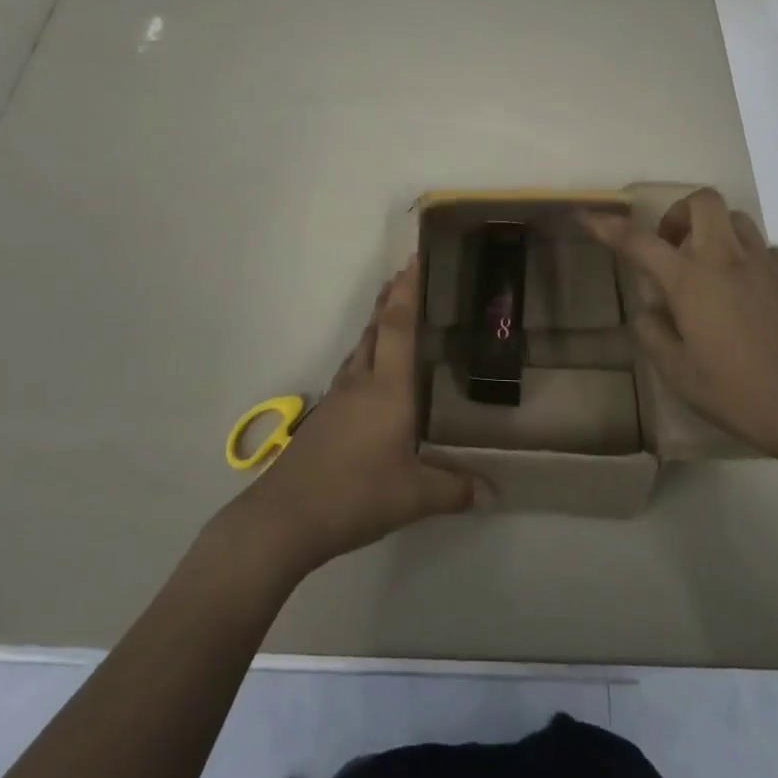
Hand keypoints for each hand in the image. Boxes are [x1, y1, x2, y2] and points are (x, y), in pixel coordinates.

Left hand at [225, 260, 472, 577]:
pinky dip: (367, 355)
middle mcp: (361, 382)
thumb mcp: (413, 497)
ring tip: (394, 314)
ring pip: (361, 347)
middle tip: (408, 275)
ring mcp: (338, 397)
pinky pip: (352, 370)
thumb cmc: (354, 495)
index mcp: (387, 388)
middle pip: (376, 328)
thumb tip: (494, 491)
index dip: (407, 291)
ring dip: (377, 325)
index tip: (413, 260)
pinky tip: (373, 374)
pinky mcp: (324, 416)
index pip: (397, 326)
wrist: (283, 517)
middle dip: (391, 298)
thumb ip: (454, 489)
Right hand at [582, 189, 777, 471]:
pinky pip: (760, 247)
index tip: (587, 217)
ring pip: (735, 218)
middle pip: (702, 201)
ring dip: (712, 229)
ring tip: (704, 267)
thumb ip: (653, 334)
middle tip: (669, 247)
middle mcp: (727, 260)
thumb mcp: (680, 374)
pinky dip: (741, 255)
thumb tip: (647, 310)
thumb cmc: (740, 394)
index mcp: (692, 280)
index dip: (608, 227)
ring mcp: (763, 265)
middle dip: (677, 212)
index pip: (639, 242)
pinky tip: (740, 291)